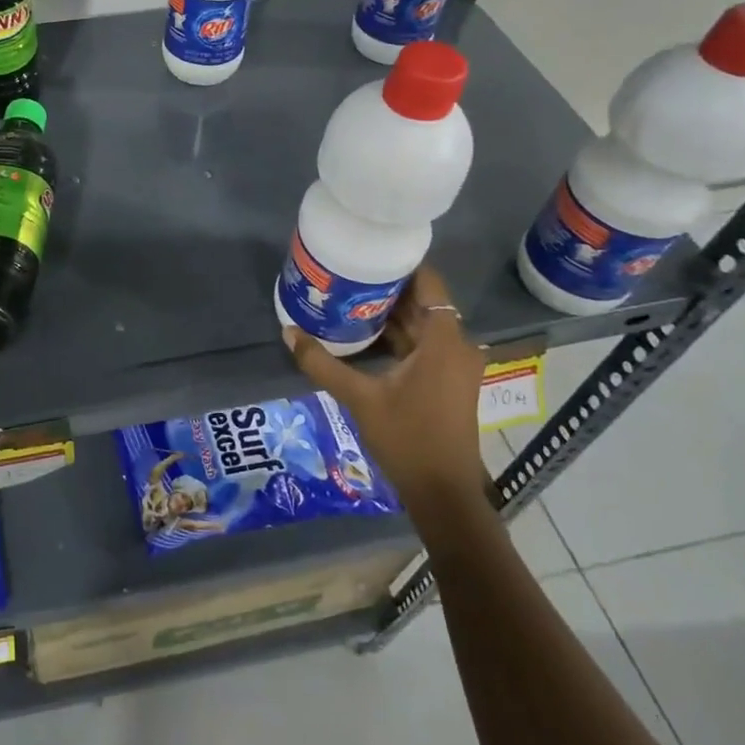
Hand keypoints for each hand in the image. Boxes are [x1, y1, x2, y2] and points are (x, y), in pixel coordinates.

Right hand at [282, 266, 488, 524]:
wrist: (444, 494)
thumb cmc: (408, 439)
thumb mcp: (360, 398)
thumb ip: (323, 364)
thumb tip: (288, 332)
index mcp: (444, 341)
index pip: (428, 282)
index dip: (401, 263)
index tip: (368, 250)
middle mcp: (456, 345)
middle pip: (423, 301)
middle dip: (387, 287)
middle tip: (348, 272)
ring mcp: (454, 365)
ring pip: (422, 324)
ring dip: (390, 312)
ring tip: (349, 297)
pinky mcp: (447, 381)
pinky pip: (423, 344)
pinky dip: (398, 335)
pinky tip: (363, 333)